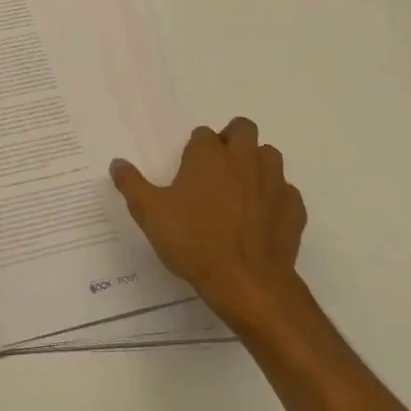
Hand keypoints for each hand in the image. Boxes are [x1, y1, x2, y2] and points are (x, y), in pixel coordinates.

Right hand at [110, 117, 306, 332]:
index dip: (195, 148)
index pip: (203, 134)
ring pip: (270, 156)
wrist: (247, 281)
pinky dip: (275, 198)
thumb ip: (131, 184)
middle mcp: (244, 159)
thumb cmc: (194, 241)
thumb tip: (117, 163)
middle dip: (232, 139)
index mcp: (209, 155)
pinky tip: (262, 217)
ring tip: (240, 188)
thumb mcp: (149, 213)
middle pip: (244, 129)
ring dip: (257, 164)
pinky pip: (286, 192)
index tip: (187, 169)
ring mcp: (273, 183)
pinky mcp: (293, 208)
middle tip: (217, 167)